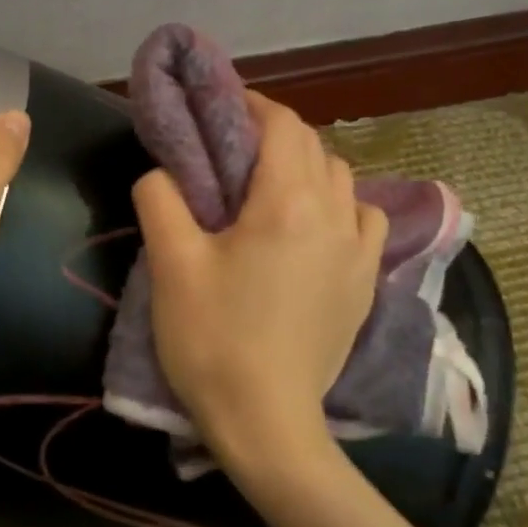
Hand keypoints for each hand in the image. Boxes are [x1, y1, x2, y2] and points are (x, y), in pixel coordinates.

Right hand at [133, 92, 386, 481]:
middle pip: (313, 147)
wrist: (266, 421)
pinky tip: (316, 228)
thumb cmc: (213, 339)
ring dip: (308, 167)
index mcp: (288, 202)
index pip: (282, 125)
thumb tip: (163, 172)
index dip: (251, 105)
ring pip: (342, 179)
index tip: (220, 108)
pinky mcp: (367, 284)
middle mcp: (335, 215)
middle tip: (232, 150)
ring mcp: (360, 251)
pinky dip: (340, 206)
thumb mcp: (171, 264)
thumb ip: (161, 198)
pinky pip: (364, 220)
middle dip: (274, 134)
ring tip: (271, 188)